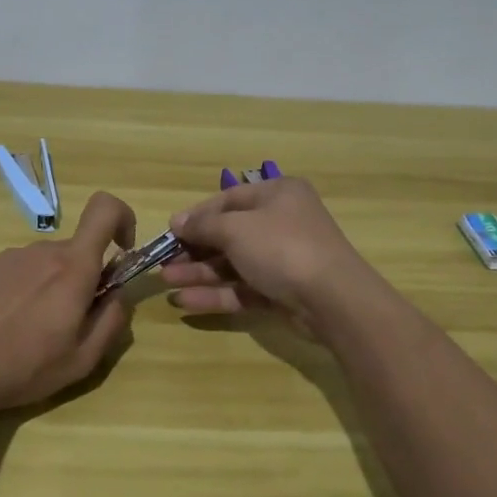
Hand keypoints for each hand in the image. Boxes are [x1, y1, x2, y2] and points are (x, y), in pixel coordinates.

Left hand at [0, 192, 136, 416]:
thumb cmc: (25, 367)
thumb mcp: (83, 360)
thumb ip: (112, 321)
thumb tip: (119, 295)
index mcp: (73, 268)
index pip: (105, 209)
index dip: (122, 219)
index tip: (122, 253)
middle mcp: (42, 251)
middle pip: (76, 251)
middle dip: (83, 278)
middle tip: (69, 323)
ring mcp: (9, 257)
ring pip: (47, 263)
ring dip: (51, 287)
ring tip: (31, 331)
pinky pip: (19, 272)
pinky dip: (24, 291)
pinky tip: (5, 326)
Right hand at [161, 177, 375, 334]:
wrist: (333, 299)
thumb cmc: (282, 247)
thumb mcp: (236, 228)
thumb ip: (203, 225)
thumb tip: (177, 221)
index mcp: (277, 195)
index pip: (228, 199)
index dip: (197, 215)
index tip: (170, 231)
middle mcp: (281, 222)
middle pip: (229, 234)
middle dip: (194, 249)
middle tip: (163, 262)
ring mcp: (283, 259)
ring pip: (233, 264)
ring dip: (199, 273)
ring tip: (166, 283)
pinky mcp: (282, 292)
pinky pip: (243, 288)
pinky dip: (216, 294)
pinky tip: (185, 302)